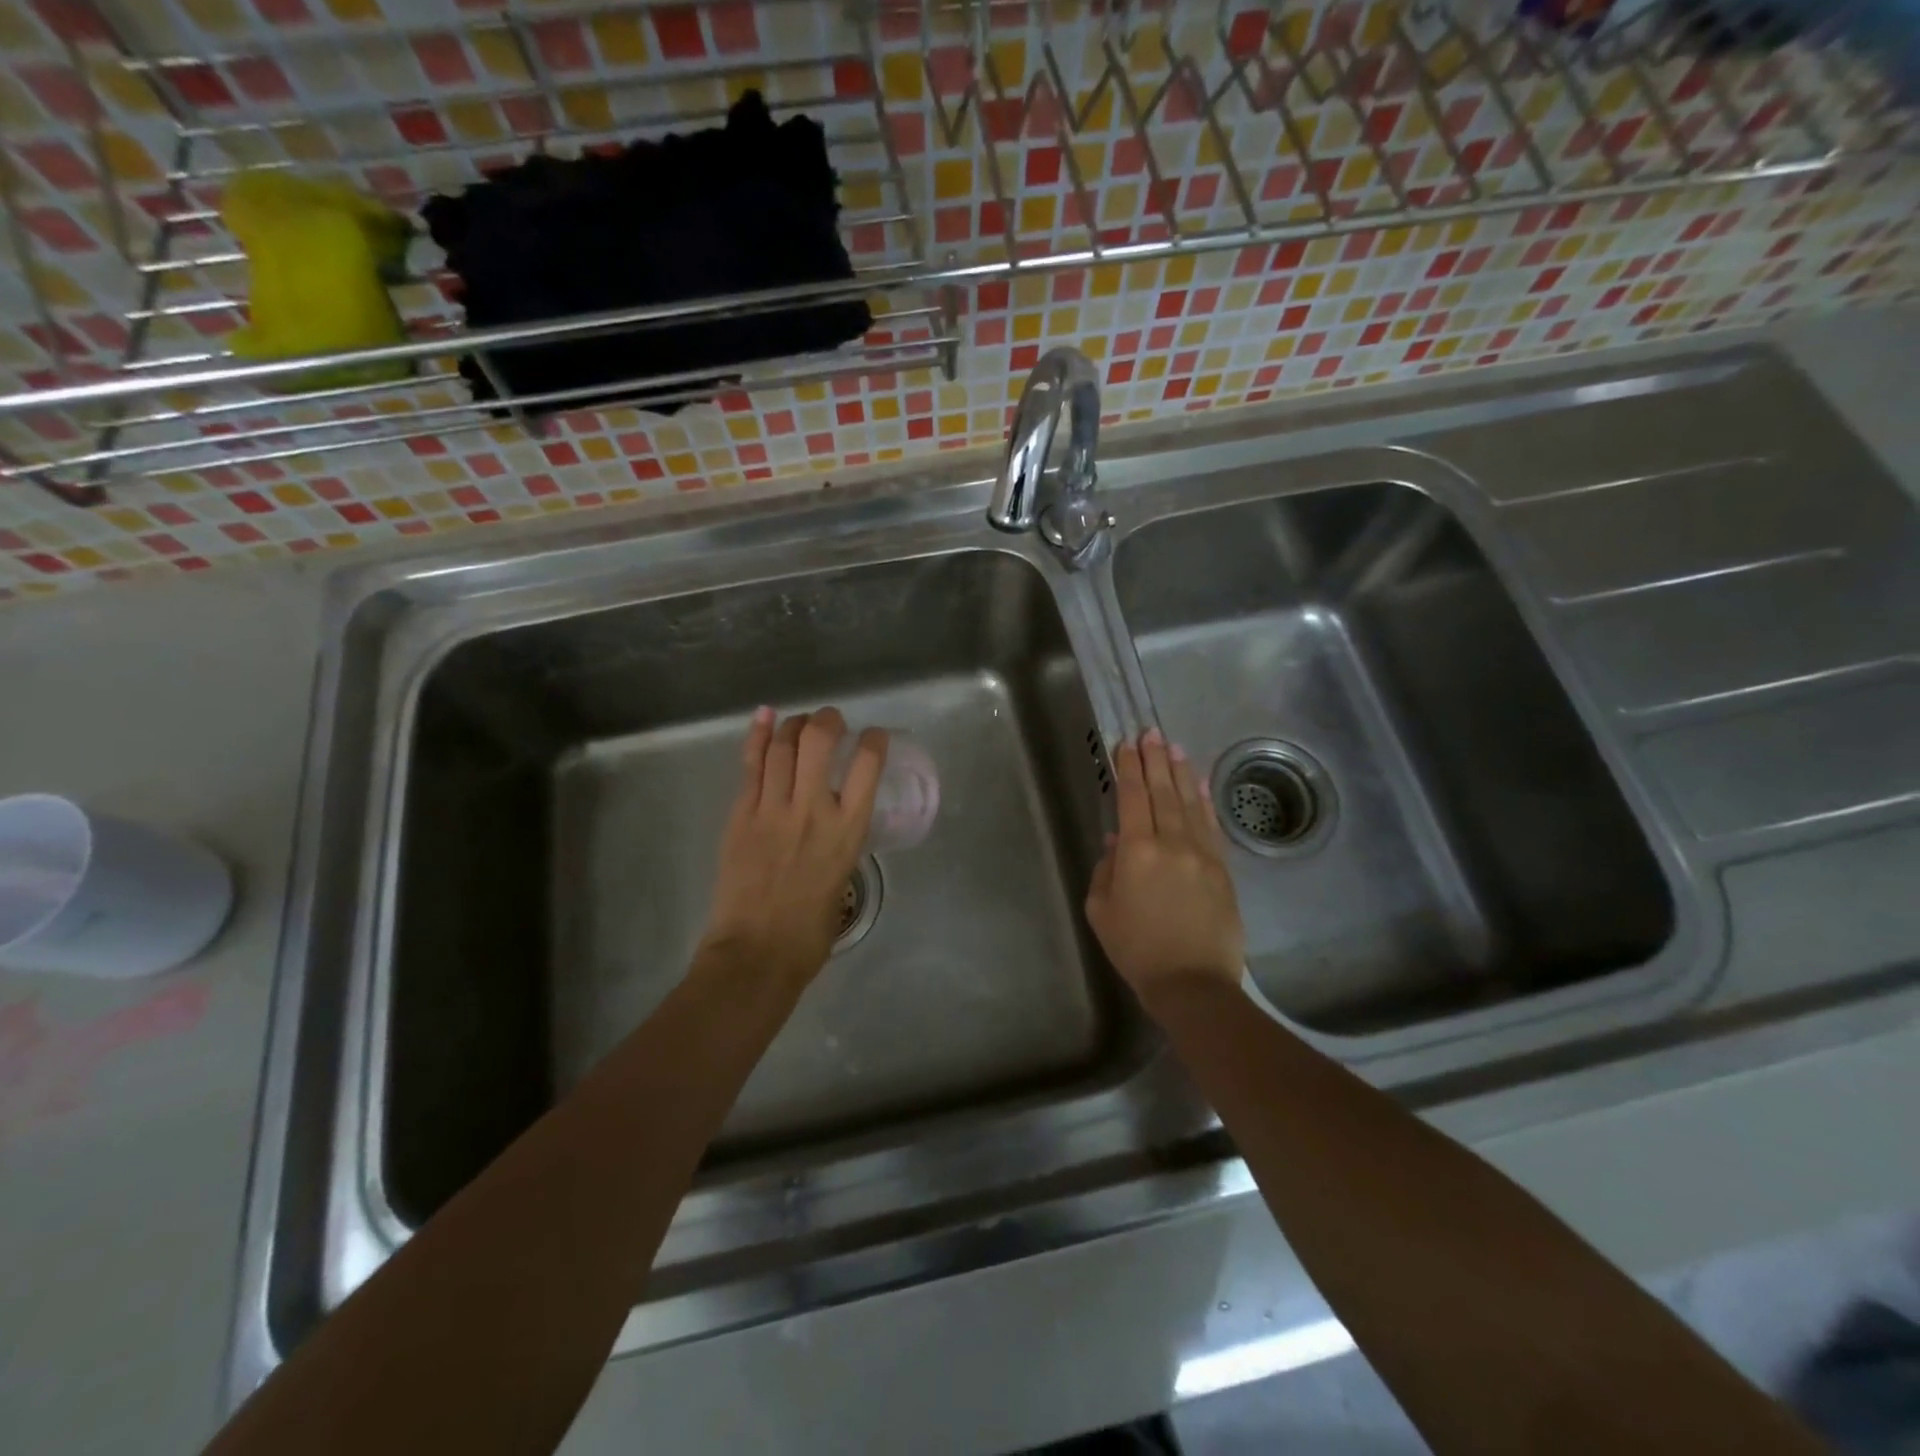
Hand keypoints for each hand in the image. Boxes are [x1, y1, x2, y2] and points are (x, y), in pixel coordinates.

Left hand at [700, 707, 888, 986]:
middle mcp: (813, 809)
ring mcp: (773, 809)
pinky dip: (757, 736)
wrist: (756, 954)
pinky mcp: (741, 815)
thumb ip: (839, 846)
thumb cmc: (809, 933)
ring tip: (800, 722)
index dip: (874, 740)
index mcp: (848, 830)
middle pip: (819, 741)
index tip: (874, 736)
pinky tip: (765, 716)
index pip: (868, 765)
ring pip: (782, 746)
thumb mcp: (843, 880)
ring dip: (794, 725)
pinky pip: (751, 766)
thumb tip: (830, 831)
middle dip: (828, 720)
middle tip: (832, 721)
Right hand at [1085, 729, 1245, 1001]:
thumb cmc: (1136, 949)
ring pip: (1189, 802)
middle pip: (1162, 791)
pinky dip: (1204, 801)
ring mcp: (1201, 853)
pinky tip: (1199, 784)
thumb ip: (1106, 871)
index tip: (1126, 744)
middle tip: (1151, 733)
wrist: (1193, 982)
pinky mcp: (1222, 868)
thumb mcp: (1101, 911)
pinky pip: (1211, 825)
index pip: (1130, 798)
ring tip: (1174, 747)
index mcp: (1136, 852)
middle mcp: (1171, 843)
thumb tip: (1117, 843)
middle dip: (1154, 760)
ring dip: (1180, 772)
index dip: (1127, 768)